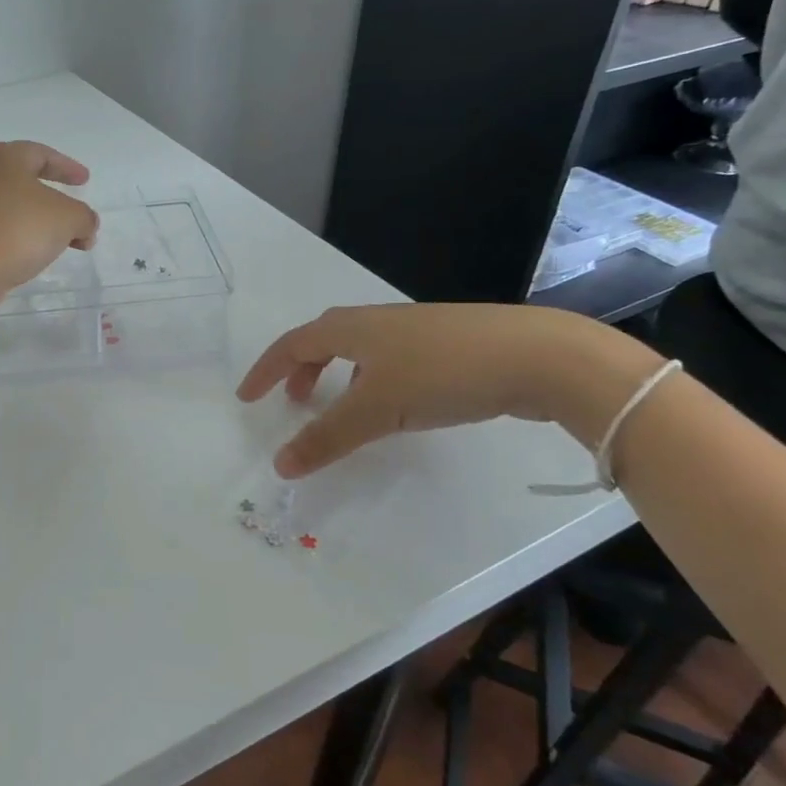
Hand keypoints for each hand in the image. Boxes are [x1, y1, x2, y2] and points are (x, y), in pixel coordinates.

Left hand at [0, 141, 98, 306]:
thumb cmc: (16, 231)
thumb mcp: (68, 219)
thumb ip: (84, 217)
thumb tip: (84, 227)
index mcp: (2, 157)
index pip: (42, 154)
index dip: (67, 167)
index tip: (85, 181)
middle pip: (21, 179)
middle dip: (51, 197)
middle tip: (70, 211)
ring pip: (6, 205)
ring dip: (33, 220)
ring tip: (54, 239)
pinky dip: (13, 235)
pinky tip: (26, 254)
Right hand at [238, 304, 652, 478]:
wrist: (537, 356)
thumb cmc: (442, 373)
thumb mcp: (377, 409)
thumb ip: (326, 437)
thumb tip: (279, 464)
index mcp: (352, 327)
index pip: (292, 344)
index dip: (266, 370)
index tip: (247, 397)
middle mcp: (377, 321)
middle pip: (324, 339)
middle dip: (301, 369)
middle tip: (293, 401)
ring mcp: (415, 331)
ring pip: (360, 350)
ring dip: (337, 375)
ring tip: (341, 407)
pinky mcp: (447, 345)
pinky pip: (390, 359)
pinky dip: (372, 380)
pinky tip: (395, 405)